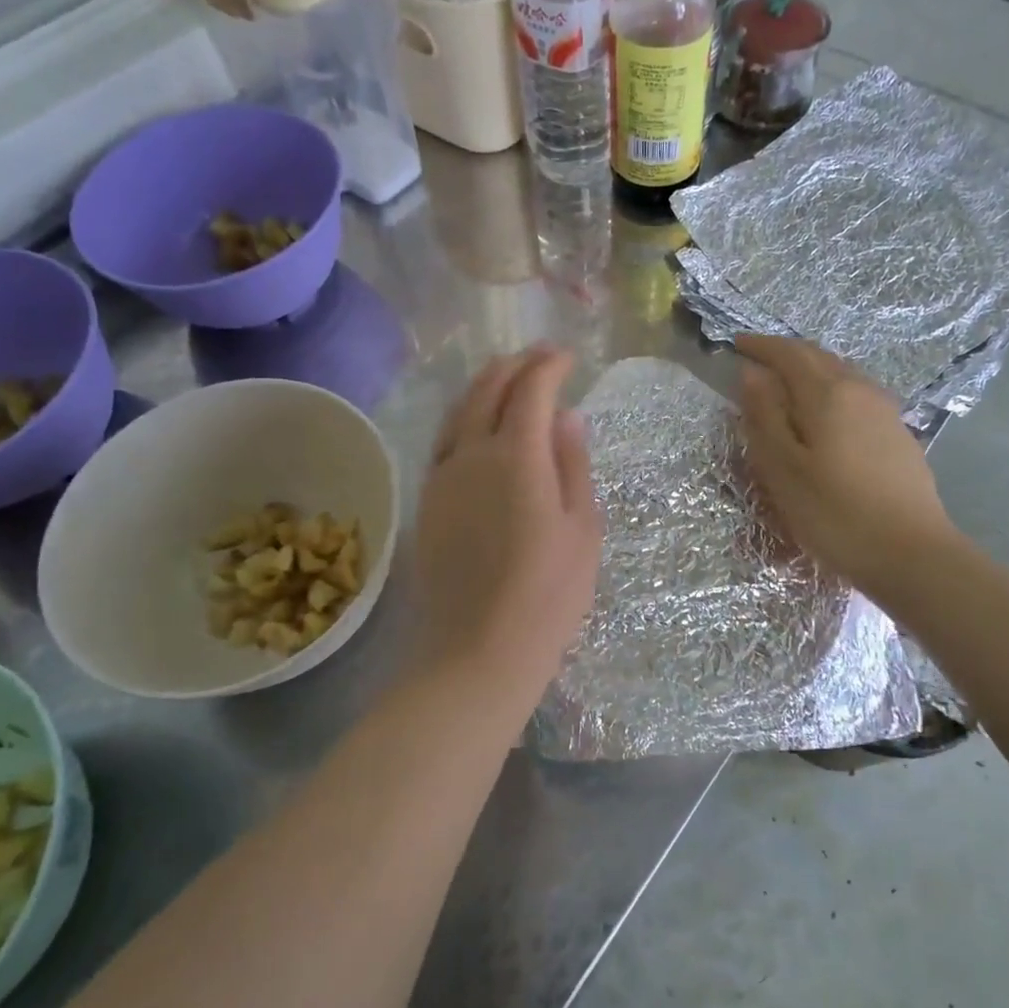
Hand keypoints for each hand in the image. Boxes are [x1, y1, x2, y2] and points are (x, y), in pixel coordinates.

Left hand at [415, 346, 601, 697]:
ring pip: (459, 410)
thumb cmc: (548, 594)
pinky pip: (444, 439)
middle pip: (489, 389)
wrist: (476, 650)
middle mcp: (471, 453)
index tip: (567, 357)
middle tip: (540, 357)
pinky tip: (476, 424)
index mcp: (517, 455)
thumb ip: (572, 465)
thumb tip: (566, 417)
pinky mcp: (426, 500)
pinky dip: (464, 416)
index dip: (549, 365)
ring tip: (507, 376)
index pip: (530, 389)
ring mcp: (442, 476)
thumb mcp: (582, 529)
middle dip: (516, 365)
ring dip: (485, 384)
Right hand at [737, 335, 960, 601]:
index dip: (760, 346)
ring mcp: (885, 410)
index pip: (788, 353)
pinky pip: (856, 393)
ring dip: (809, 369)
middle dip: (784, 353)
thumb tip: (751, 373)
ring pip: (840, 373)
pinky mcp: (898, 432)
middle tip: (756, 360)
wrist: (912, 554)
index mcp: (828, 393)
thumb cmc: (835, 513)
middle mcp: (860, 389)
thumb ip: (764, 416)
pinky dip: (830, 389)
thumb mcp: (783, 469)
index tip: (735, 345)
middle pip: (818, 356)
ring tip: (785, 384)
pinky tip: (823, 413)